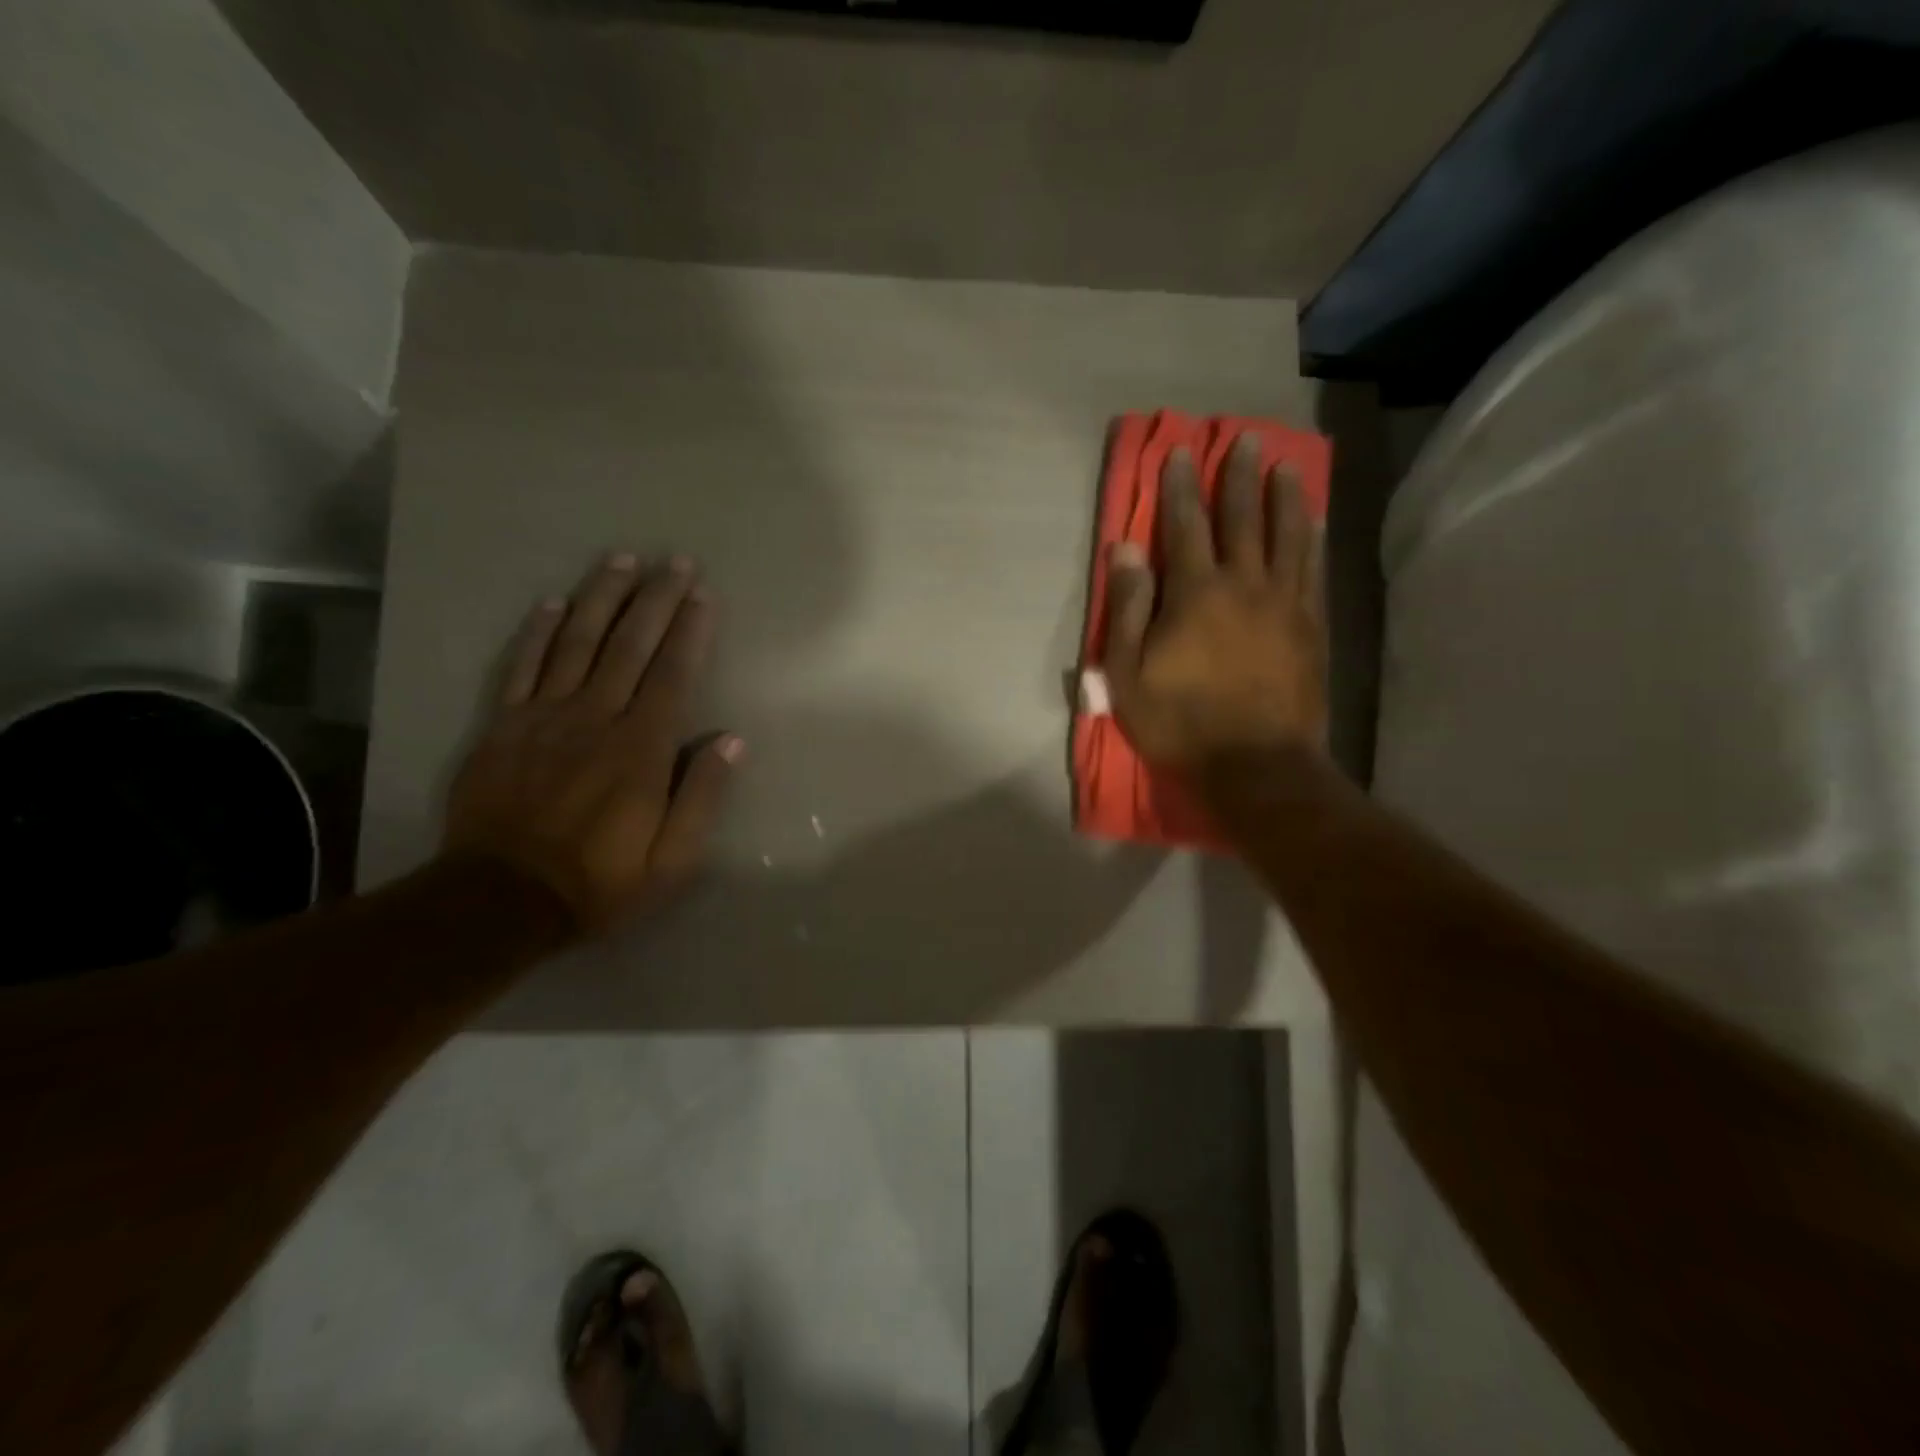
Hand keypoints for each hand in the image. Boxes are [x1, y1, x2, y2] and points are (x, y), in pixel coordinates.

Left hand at [443, 553, 740, 933]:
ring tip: (621, 560)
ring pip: (577, 642)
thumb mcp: (672, 860)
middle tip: (673, 560)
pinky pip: (522, 667)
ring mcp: (544, 717)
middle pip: (629, 645)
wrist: (499, 901)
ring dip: (602, 598)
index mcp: (641, 749)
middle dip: (655, 598)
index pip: (672, 674)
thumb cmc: (600, 881)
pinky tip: (553, 602)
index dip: (689, 630)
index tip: (702, 594)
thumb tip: (731, 740)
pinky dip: (537, 631)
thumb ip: (703, 797)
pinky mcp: (502, 726)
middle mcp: (595, 718)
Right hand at [1102, 433, 1327, 768]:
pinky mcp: (1311, 625)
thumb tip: (1124, 550)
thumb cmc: (1181, 722)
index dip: (1180, 487)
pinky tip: (1316, 520)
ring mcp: (1285, 602)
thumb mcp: (1129, 674)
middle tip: (1246, 438)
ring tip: (1286, 465)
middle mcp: (1244, 583)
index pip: (1184, 525)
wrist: (1256, 764)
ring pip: (1288, 534)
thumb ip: (1127, 608)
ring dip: (1285, 496)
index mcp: (1195, 593)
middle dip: (1240, 476)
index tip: (1181, 452)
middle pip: (1242, 518)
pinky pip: (1314, 569)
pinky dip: (1314, 539)